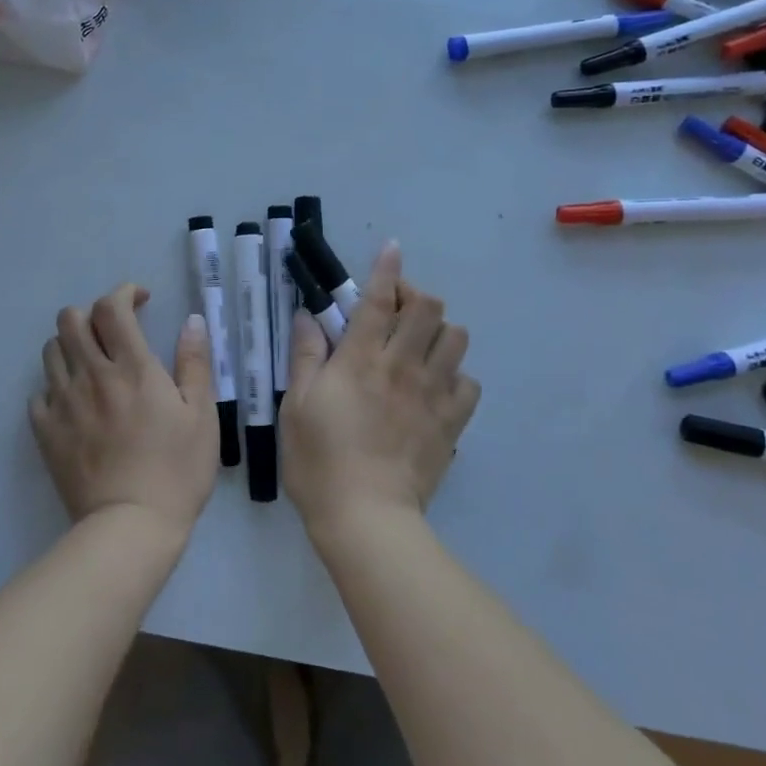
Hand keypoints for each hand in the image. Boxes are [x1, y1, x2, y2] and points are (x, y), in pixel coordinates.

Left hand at [29, 284, 218, 535]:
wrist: (130, 527)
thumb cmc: (177, 470)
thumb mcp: (202, 415)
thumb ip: (194, 363)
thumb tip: (190, 321)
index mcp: (132, 367)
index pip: (111, 308)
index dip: (123, 293)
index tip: (140, 301)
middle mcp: (91, 375)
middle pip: (71, 320)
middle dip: (91, 314)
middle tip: (114, 333)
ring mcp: (63, 403)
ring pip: (50, 351)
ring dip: (71, 346)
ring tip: (92, 365)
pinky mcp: (45, 432)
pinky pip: (39, 393)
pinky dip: (55, 387)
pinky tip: (74, 403)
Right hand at [280, 243, 479, 536]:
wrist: (365, 517)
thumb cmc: (319, 459)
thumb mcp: (295, 404)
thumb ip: (306, 355)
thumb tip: (309, 316)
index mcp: (361, 358)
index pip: (378, 299)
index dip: (386, 269)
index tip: (391, 249)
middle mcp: (402, 366)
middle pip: (428, 309)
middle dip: (415, 297)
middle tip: (396, 309)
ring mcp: (432, 394)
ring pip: (456, 339)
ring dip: (439, 332)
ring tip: (420, 346)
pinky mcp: (451, 423)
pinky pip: (469, 384)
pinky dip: (456, 377)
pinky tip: (438, 388)